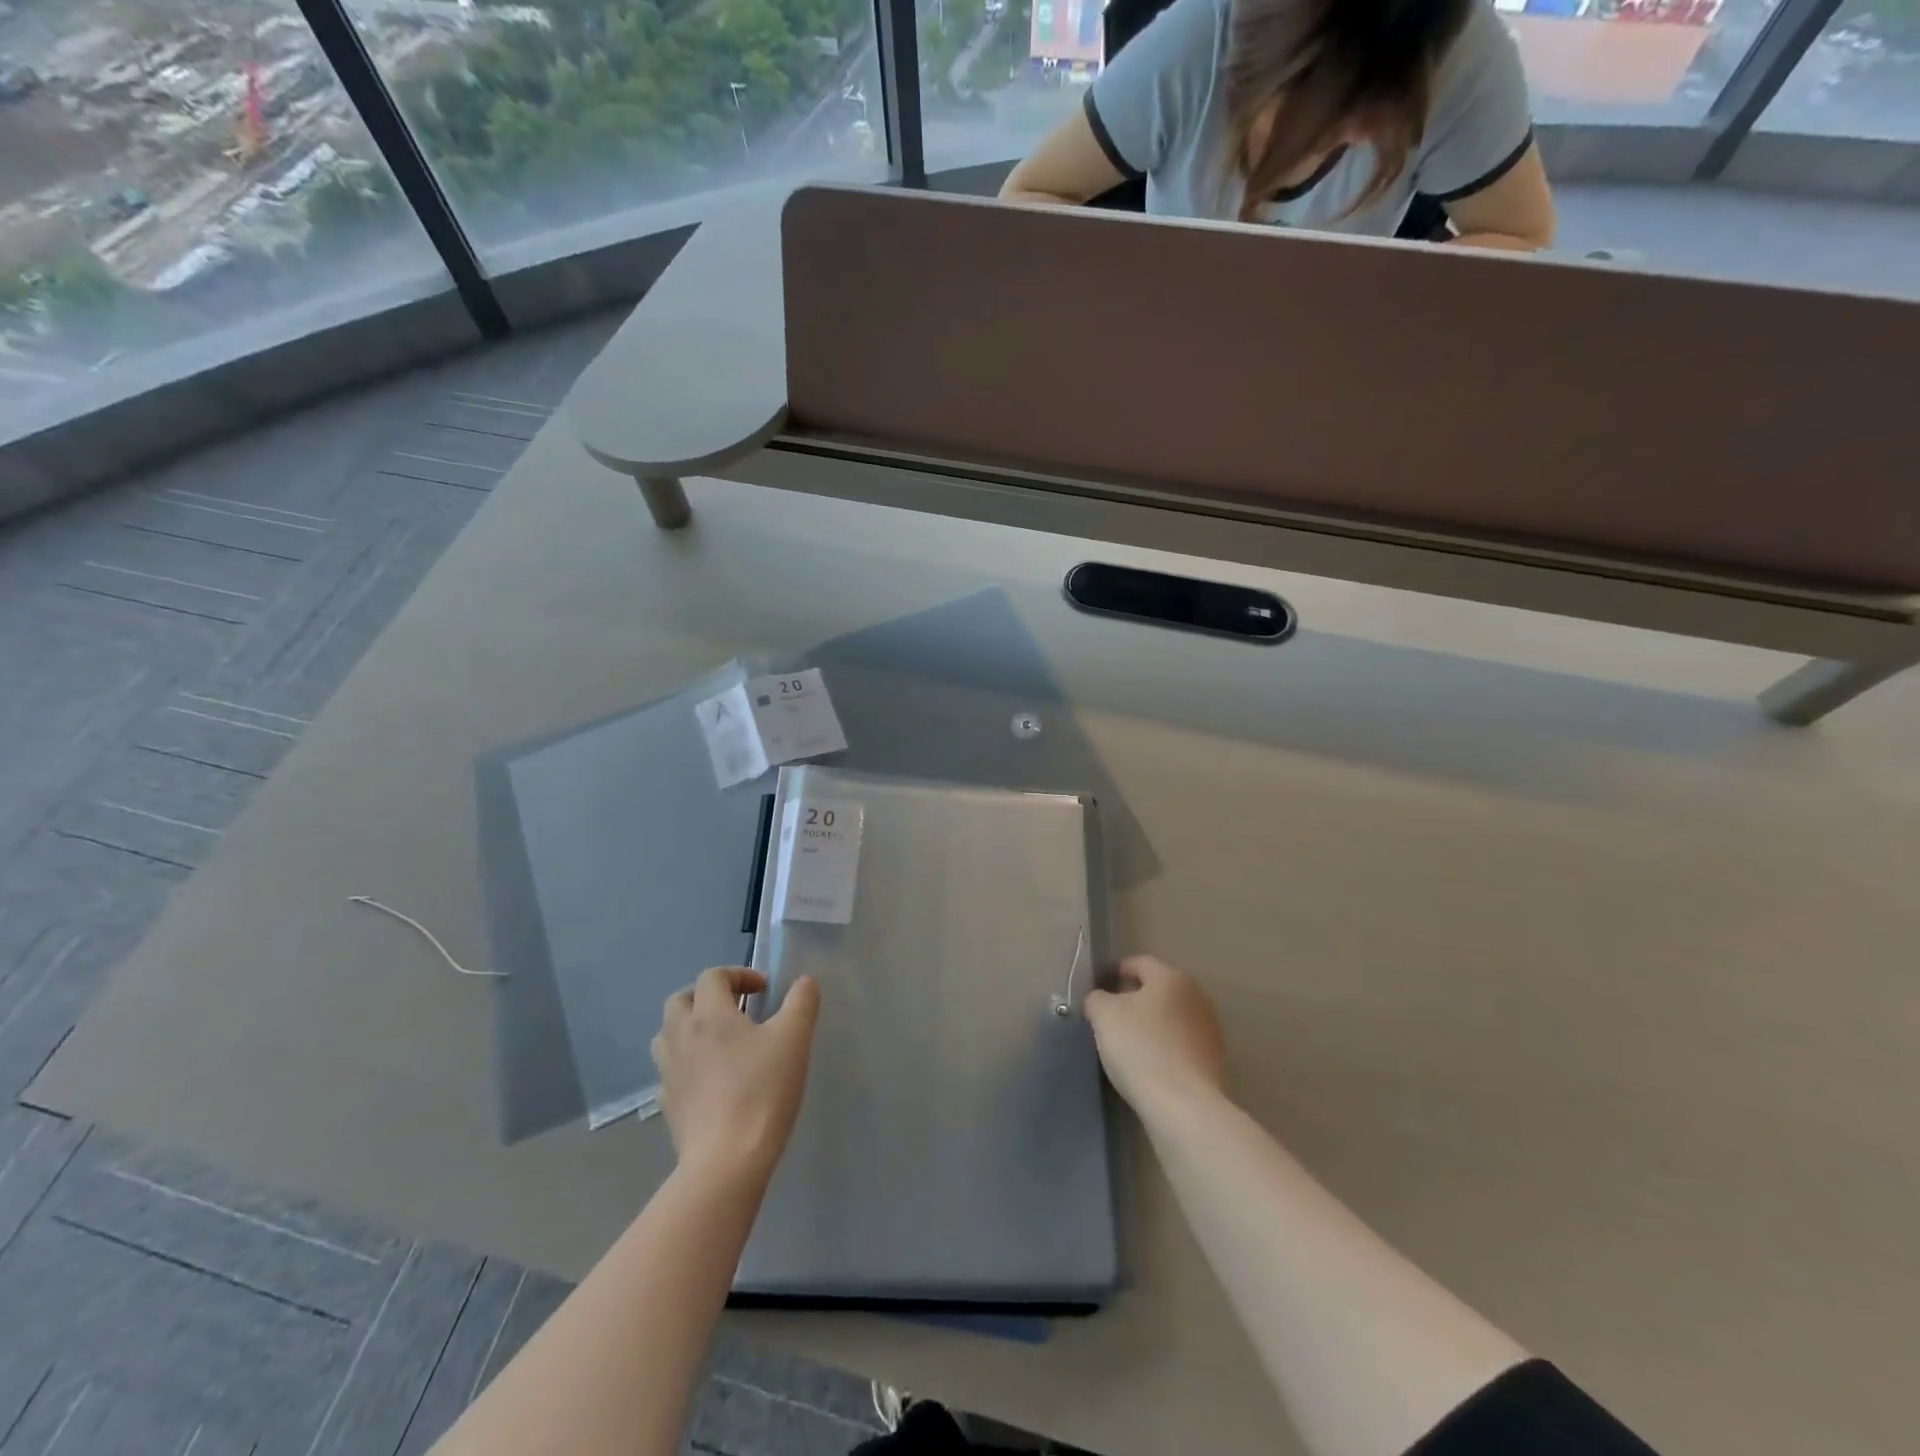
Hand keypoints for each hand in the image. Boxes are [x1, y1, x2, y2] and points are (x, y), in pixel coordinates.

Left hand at [652, 967, 820, 1185]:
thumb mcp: (794, 1038)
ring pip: (667, 1034)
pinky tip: (709, 1078)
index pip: (712, 976)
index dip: (738, 974)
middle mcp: (681, 1036)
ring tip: (719, 1041)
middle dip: (706, 996)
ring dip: (690, 1027)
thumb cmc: (762, 1090)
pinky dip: (686, 1063)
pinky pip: (669, 1070)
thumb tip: (804, 981)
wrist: (726, 1160)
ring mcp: (668, 1072)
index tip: (763, 990)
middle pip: (680, 1000)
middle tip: (736, 1009)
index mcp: (709, 1014)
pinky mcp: (668, 1104)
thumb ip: (801, 1002)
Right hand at [1083, 955, 1226, 1115]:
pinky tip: (1149, 1065)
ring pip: (1171, 1017)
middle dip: (1134, 999)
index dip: (1115, 972)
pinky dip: (1165, 1048)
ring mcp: (1209, 1029)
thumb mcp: (1103, 1015)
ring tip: (1128, 1045)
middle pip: (1158, 990)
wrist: (1183, 1105)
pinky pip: (1181, 1044)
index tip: (1098, 991)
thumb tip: (1100, 1000)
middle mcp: (1196, 996)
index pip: (1139, 963)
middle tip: (1110, 1019)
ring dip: (1151, 1025)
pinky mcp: (1214, 1060)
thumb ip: (1097, 998)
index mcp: (1171, 977)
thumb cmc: (1140, 1047)